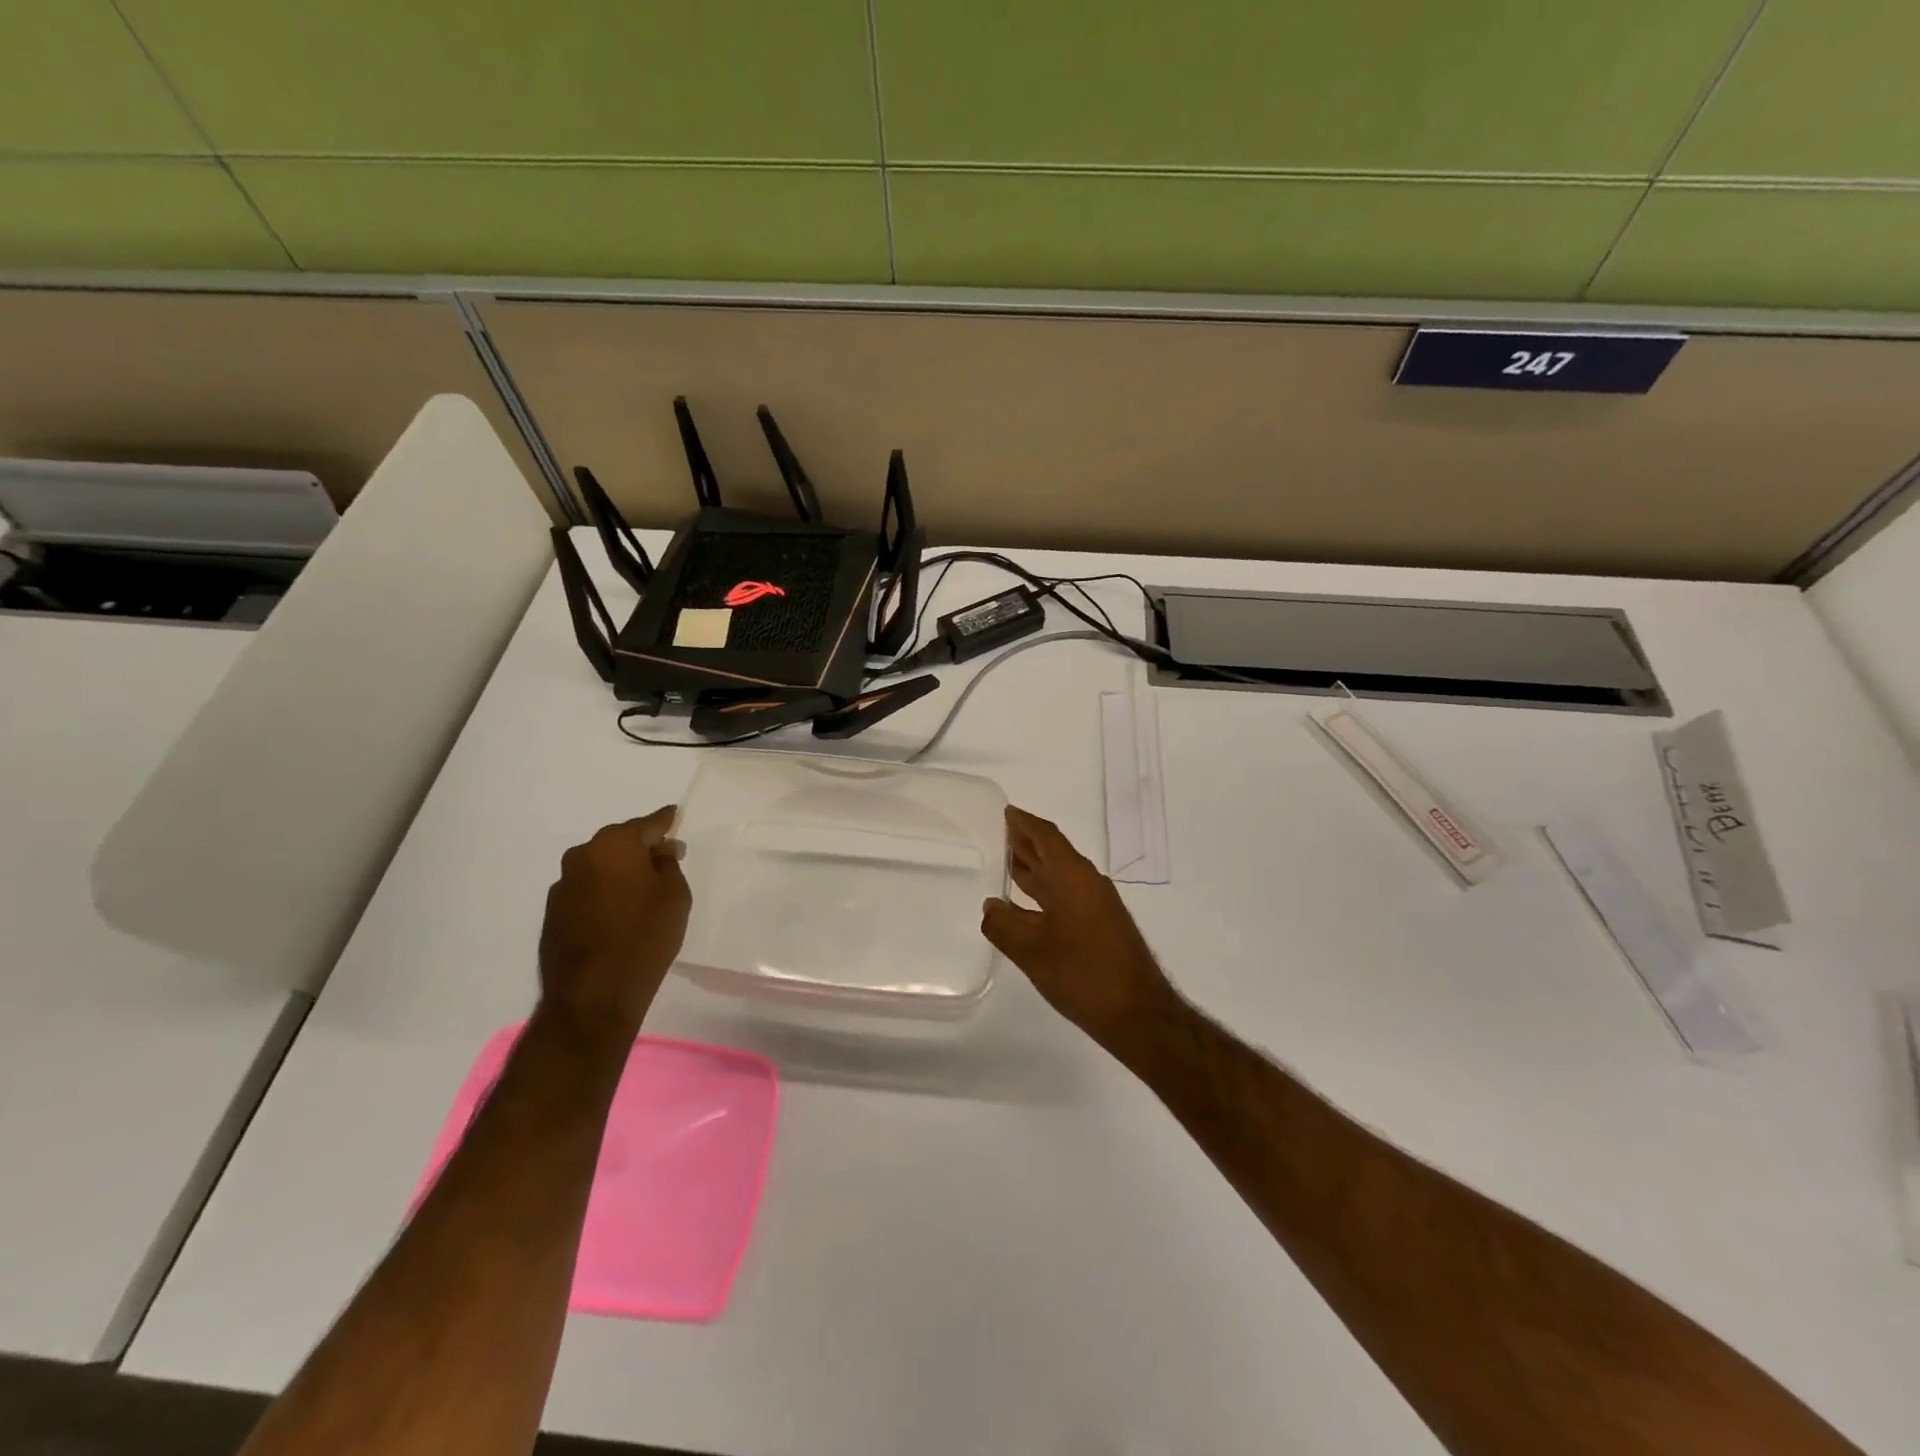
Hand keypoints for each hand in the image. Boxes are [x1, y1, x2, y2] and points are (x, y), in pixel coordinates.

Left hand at [538, 807, 690, 1038]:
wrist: (593, 995)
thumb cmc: (644, 936)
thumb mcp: (675, 895)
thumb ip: (669, 865)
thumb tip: (659, 852)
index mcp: (614, 844)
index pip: (649, 823)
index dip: (667, 822)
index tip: (677, 817)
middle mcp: (582, 855)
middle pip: (620, 842)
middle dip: (642, 848)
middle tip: (665, 860)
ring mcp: (563, 885)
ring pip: (600, 866)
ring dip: (620, 872)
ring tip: (642, 891)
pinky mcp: (553, 912)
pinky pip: (587, 890)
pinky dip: (604, 893)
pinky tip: (619, 913)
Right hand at [981, 806, 1178, 1042]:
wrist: (1138, 1014)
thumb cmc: (1082, 973)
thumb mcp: (1032, 950)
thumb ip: (1004, 925)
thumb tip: (990, 906)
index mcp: (1072, 877)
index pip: (1045, 837)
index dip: (1023, 823)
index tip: (1005, 812)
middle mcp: (1087, 884)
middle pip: (1052, 853)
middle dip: (1025, 843)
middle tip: (997, 834)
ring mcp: (1096, 906)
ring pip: (1059, 877)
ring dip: (1034, 869)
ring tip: (1005, 863)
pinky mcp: (1100, 927)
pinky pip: (1065, 897)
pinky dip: (1043, 894)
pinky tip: (1024, 908)